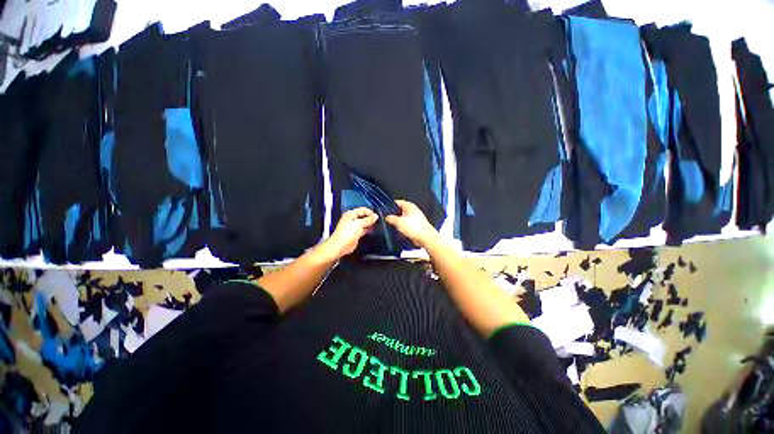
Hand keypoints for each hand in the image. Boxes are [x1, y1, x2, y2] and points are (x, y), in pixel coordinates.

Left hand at [324, 207, 378, 257]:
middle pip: (364, 216)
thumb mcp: (359, 224)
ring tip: (377, 225)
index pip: (363, 210)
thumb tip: (376, 216)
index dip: (370, 212)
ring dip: (370, 224)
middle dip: (371, 218)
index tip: (377, 216)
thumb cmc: (347, 233)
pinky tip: (374, 230)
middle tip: (378, 221)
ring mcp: (354, 227)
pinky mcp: (356, 234)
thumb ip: (368, 220)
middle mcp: (352, 219)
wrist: (341, 246)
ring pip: (364, 223)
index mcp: (351, 214)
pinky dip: (368, 229)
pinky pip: (364, 229)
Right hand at [385, 200, 439, 247]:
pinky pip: (407, 224)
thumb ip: (391, 218)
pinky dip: (403, 227)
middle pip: (400, 210)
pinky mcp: (416, 225)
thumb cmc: (413, 227)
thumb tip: (387, 217)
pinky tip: (399, 231)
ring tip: (393, 226)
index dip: (391, 205)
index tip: (384, 210)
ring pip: (403, 218)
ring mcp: (415, 218)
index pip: (398, 202)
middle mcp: (413, 210)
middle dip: (394, 215)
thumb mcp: (399, 222)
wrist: (425, 238)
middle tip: (387, 219)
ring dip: (398, 222)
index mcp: (409, 206)